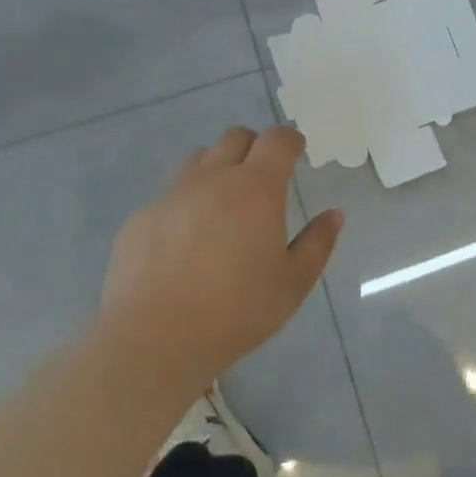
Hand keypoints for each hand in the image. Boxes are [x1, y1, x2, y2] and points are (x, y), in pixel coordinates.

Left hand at [99, 125, 340, 395]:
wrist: (153, 338)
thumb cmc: (236, 311)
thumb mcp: (293, 284)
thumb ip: (317, 243)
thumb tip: (334, 215)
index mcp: (256, 188)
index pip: (277, 139)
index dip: (290, 140)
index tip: (296, 152)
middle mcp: (213, 179)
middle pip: (235, 137)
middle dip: (253, 146)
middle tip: (262, 176)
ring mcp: (172, 195)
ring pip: (199, 160)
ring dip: (217, 169)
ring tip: (223, 203)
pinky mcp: (141, 218)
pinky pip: (169, 196)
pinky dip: (184, 205)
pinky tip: (184, 243)